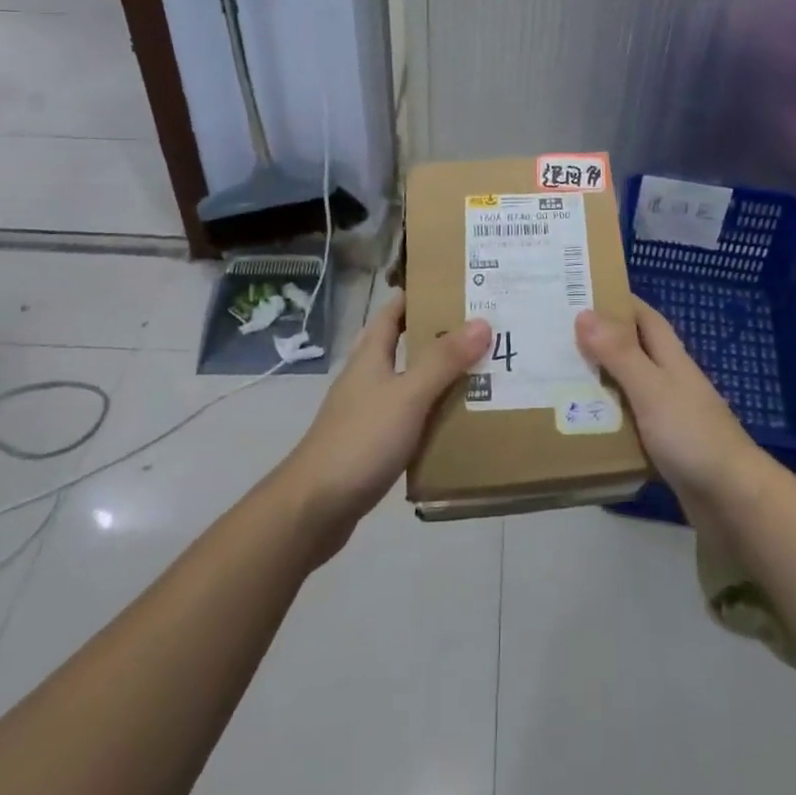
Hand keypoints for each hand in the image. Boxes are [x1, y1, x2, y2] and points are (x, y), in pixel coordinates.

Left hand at [278, 293, 489, 557]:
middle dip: (438, 335)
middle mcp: (367, 377)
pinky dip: (431, 413)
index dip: (419, 294)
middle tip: (482, 328)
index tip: (456, 285)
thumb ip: (444, 360)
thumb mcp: (408, 395)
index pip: (394, 311)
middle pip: (404, 345)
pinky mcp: (371, 444)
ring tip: (480, 371)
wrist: (313, 509)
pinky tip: (456, 421)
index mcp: (371, 355)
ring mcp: (367, 412)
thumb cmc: (360, 440)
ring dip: (438, 376)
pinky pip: (408, 417)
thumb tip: (482, 322)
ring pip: (408, 382)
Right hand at [576, 301, 767, 513]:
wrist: (733, 500)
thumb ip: (619, 353)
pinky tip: (582, 425)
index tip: (580, 293)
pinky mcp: (665, 446)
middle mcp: (670, 379)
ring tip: (558, 378)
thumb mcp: (651, 388)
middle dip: (600, 341)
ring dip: (600, 381)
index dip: (617, 301)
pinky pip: (630, 423)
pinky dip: (608, 419)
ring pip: (629, 387)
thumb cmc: (692, 434)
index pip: (644, 316)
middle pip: (633, 350)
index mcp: (671, 357)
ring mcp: (669, 414)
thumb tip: (584, 313)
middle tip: (556, 337)